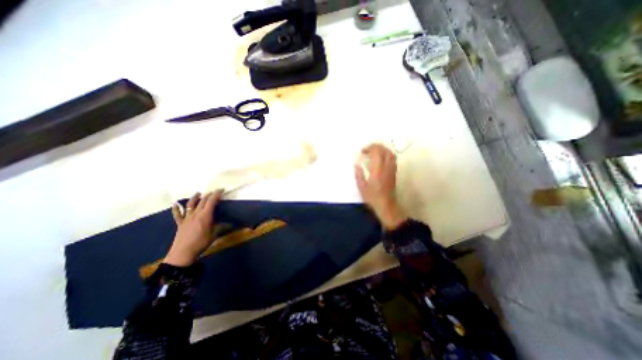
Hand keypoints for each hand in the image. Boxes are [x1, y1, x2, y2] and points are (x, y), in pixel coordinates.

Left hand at [164, 191, 223, 266]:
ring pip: (190, 204)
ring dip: (195, 197)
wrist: (183, 253)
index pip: (212, 201)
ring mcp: (186, 218)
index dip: (217, 194)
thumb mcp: (214, 235)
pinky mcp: (180, 223)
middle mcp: (196, 214)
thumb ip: (222, 227)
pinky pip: (177, 214)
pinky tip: (175, 204)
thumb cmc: (201, 243)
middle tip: (214, 192)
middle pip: (202, 201)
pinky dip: (176, 208)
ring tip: (198, 193)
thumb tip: (231, 224)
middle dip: (209, 195)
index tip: (221, 190)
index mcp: (205, 216)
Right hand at [356, 144, 404, 230]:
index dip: (370, 148)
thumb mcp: (361, 187)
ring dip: (382, 149)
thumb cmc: (372, 197)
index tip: (362, 151)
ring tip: (374, 151)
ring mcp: (392, 169)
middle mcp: (386, 167)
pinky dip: (386, 154)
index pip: (377, 152)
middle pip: (384, 150)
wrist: (386, 205)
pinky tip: (380, 158)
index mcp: (377, 170)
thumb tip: (356, 164)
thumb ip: (358, 174)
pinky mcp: (394, 172)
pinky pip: (392, 158)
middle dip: (376, 146)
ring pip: (390, 153)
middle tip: (367, 149)